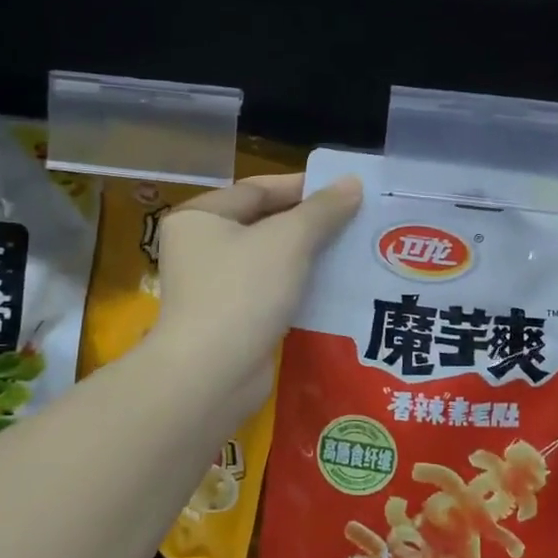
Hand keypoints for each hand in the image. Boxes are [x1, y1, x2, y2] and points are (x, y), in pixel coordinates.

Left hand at [154, 172, 361, 410]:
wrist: (212, 375)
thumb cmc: (243, 291)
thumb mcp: (289, 240)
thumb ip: (323, 209)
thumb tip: (353, 182)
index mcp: (200, 217)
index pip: (258, 190)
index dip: (303, 186)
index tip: (346, 189)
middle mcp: (200, 247)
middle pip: (265, 223)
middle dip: (311, 222)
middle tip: (357, 219)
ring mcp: (214, 286)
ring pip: (271, 260)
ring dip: (309, 256)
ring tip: (355, 249)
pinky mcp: (231, 319)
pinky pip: (272, 291)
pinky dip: (300, 286)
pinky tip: (336, 286)